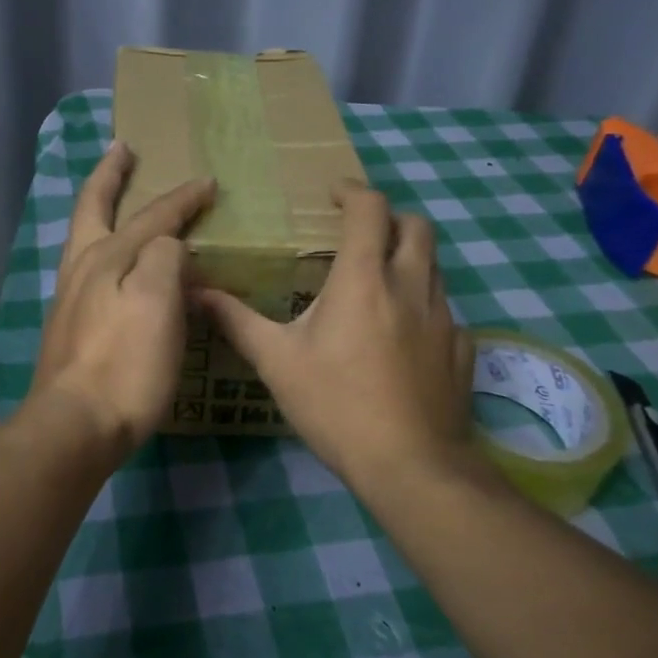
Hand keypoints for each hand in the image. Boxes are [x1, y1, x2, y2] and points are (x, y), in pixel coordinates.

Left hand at [27, 141, 215, 456]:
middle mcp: (82, 269)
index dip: (181, 198)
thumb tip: (167, 246)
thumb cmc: (123, 363)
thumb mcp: (156, 302)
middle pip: (93, 209)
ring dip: (100, 209)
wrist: (74, 426)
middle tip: (122, 149)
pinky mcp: (69, 328)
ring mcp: (69, 299)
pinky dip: (102, 248)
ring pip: (85, 239)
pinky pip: (89, 270)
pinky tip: (112, 265)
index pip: (152, 217)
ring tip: (115, 198)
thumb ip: (163, 259)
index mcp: (106, 257)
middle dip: (109, 175)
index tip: (208, 182)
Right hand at [195, 182, 483, 496]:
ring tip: (378, 281)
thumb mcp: (276, 362)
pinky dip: (424, 304)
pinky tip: (404, 334)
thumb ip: (237, 321)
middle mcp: (411, 286)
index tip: (333, 195)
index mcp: (364, 279)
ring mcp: (444, 318)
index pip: (370, 210)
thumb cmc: (336, 405)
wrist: (411, 466)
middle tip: (360, 232)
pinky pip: (446, 310)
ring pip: (435, 266)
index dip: (353, 192)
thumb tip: (195, 292)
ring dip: (409, 258)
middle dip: (390, 217)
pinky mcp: (462, 349)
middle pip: (417, 226)